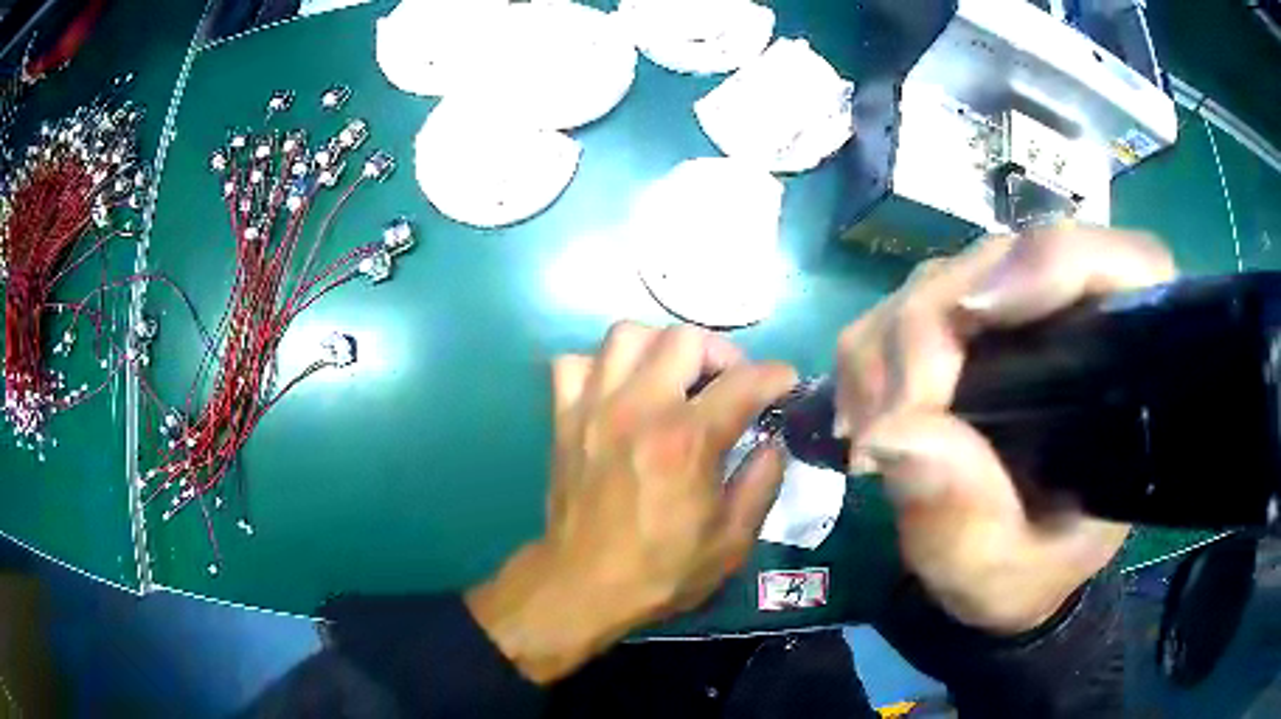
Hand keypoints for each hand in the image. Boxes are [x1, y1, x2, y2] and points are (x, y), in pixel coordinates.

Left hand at [467, 323, 797, 683]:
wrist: (581, 586)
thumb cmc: (661, 571)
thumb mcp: (731, 540)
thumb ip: (762, 483)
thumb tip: (773, 442)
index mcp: (686, 440)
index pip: (744, 380)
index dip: (776, 375)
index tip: (785, 383)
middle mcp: (639, 408)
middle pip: (684, 337)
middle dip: (721, 353)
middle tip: (730, 383)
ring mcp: (594, 407)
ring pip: (627, 334)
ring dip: (660, 346)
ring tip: (674, 378)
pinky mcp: (564, 418)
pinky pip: (574, 363)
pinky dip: (601, 366)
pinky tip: (619, 391)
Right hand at [836, 227, 1176, 634]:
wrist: (1015, 564)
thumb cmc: (1035, 568)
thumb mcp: (1008, 575)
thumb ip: (968, 528)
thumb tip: (893, 437)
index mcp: (1126, 365)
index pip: (1115, 266)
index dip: (1048, 265)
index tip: (973, 315)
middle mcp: (1077, 315)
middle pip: (1002, 262)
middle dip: (929, 329)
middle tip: (883, 423)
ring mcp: (1019, 309)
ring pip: (945, 277)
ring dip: (889, 345)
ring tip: (867, 431)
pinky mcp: (973, 323)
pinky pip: (906, 303)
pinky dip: (872, 353)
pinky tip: (864, 413)